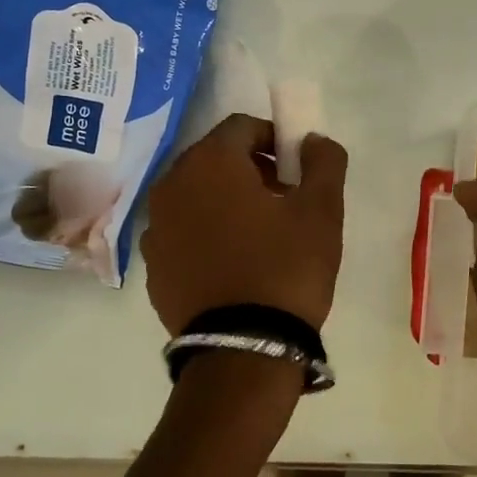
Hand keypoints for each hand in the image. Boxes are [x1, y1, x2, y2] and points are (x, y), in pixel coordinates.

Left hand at [143, 114, 348, 334]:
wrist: (243, 349)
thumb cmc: (285, 268)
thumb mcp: (321, 210)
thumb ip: (324, 161)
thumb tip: (312, 140)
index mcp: (210, 163)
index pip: (243, 127)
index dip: (275, 139)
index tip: (296, 169)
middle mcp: (172, 185)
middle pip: (215, 158)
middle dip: (251, 168)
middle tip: (283, 199)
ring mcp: (156, 227)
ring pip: (196, 194)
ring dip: (227, 199)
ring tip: (260, 234)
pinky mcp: (153, 265)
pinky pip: (183, 230)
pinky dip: (206, 232)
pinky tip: (232, 263)